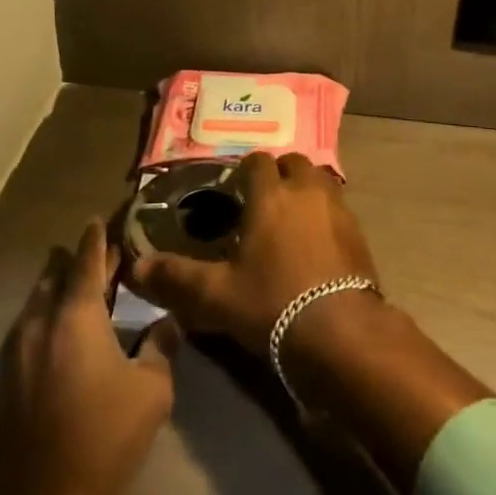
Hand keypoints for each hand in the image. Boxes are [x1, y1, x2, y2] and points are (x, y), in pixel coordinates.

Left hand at [0, 220, 180, 494]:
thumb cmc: (100, 439)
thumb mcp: (150, 392)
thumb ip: (160, 348)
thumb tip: (168, 322)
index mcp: (76, 314)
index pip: (86, 259)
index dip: (96, 238)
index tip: (100, 218)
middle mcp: (41, 321)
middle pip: (56, 276)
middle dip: (76, 262)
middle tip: (99, 257)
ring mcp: (16, 351)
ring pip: (38, 303)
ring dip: (58, 290)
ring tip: (80, 291)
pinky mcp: (4, 381)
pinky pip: (28, 330)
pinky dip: (46, 318)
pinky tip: (61, 336)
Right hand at [130, 151, 379, 355]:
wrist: (341, 332)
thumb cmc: (273, 303)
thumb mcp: (217, 296)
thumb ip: (176, 278)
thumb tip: (136, 268)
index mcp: (271, 195)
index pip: (257, 162)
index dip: (245, 172)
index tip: (235, 191)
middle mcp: (306, 190)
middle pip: (293, 164)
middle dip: (279, 175)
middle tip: (263, 202)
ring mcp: (338, 209)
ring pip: (320, 181)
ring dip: (305, 190)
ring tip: (290, 219)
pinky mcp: (359, 232)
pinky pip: (338, 208)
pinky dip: (325, 214)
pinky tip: (316, 243)